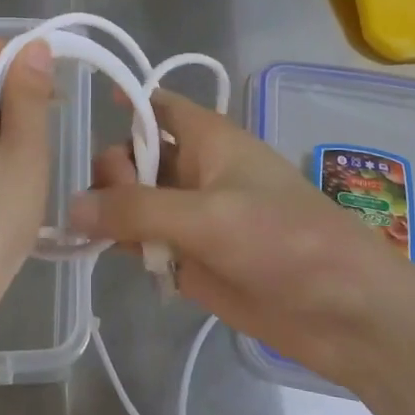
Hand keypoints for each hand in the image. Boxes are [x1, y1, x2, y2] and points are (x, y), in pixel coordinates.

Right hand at [69, 90, 414, 392]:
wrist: (343, 312)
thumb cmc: (282, 240)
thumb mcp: (207, 216)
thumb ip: (136, 209)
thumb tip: (71, 206)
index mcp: (207, 138)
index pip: (155, 105)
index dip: (122, 102)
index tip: (86, 113)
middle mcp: (194, 170)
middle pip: (134, 153)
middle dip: (113, 171)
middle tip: (112, 206)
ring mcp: (190, 215)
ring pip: (133, 199)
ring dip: (110, 210)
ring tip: (95, 233)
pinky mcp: (188, 257)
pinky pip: (142, 239)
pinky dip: (122, 243)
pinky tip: (102, 252)